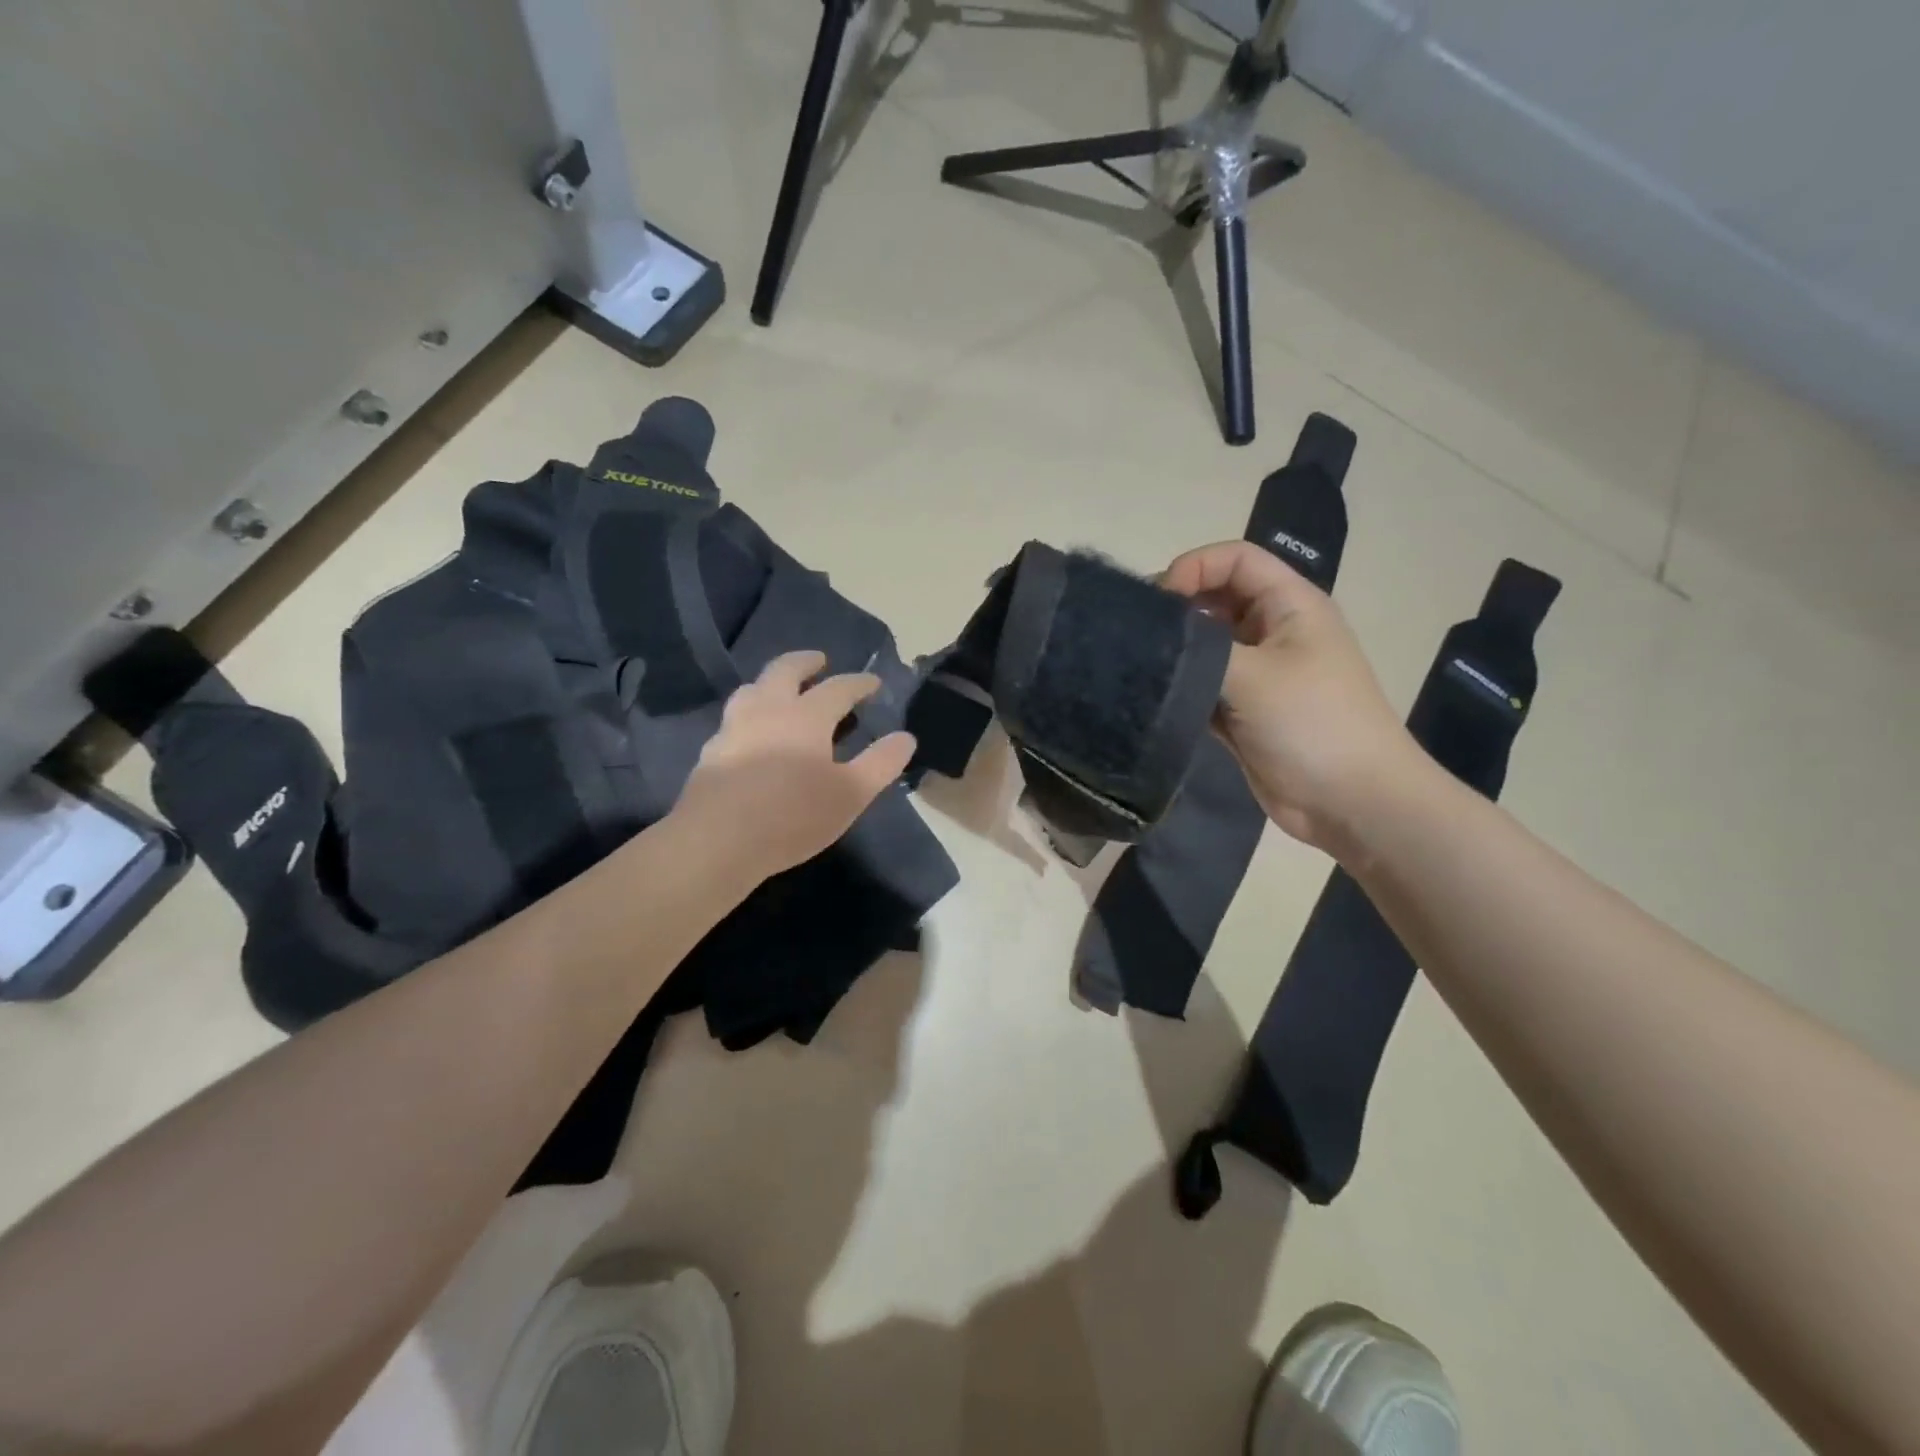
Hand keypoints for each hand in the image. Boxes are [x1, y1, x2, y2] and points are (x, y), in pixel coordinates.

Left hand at [673, 651, 916, 880]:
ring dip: (771, 682)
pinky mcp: (711, 752)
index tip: (873, 683)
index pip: (838, 688)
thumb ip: (881, 763)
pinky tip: (751, 734)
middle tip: (819, 661)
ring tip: (781, 691)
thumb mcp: (851, 794)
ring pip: (752, 689)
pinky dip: (750, 714)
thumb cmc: (793, 815)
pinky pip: (733, 719)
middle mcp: (768, 710)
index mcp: (806, 716)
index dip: (859, 683)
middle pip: (784, 670)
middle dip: (805, 662)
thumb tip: (906, 737)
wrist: (718, 841)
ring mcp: (733, 728)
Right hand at [1162, 541, 1422, 849]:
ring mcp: (1258, 674)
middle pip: (1215, 599)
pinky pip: (1203, 688)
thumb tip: (1150, 634)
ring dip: (1176, 656)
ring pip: (1205, 647)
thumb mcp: (1253, 675)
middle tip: (1137, 637)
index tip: (1156, 603)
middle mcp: (1272, 632)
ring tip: (1139, 670)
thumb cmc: (1313, 724)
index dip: (1193, 567)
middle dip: (1176, 611)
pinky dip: (1182, 691)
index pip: (1235, 559)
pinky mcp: (1243, 712)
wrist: (1352, 803)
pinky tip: (1155, 701)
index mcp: (1289, 605)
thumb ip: (1198, 648)